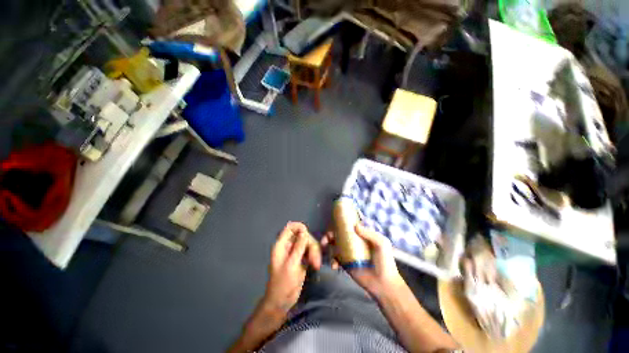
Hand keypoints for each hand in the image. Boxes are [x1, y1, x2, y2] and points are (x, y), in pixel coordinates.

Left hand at [262, 222, 320, 313]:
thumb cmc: (283, 284)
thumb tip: (304, 231)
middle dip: (310, 245)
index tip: (307, 234)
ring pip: (308, 243)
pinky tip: (316, 265)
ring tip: (316, 265)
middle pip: (303, 235)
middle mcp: (289, 246)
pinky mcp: (302, 259)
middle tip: (315, 260)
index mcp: (281, 245)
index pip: (290, 228)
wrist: (282, 302)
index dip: (299, 227)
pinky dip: (315, 256)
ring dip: (314, 252)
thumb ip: (298, 247)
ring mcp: (296, 252)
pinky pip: (310, 250)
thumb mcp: (291, 265)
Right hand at [321, 223, 404, 298]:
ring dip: (328, 246)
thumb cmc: (385, 262)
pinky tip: (334, 265)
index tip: (333, 223)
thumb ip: (369, 233)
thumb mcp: (381, 244)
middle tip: (326, 238)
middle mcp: (354, 242)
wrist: (383, 284)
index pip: (349, 226)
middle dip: (330, 235)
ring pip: (334, 245)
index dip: (341, 223)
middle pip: (339, 234)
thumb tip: (355, 226)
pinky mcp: (345, 263)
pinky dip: (332, 260)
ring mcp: (348, 252)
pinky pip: (335, 258)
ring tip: (325, 249)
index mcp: (362, 235)